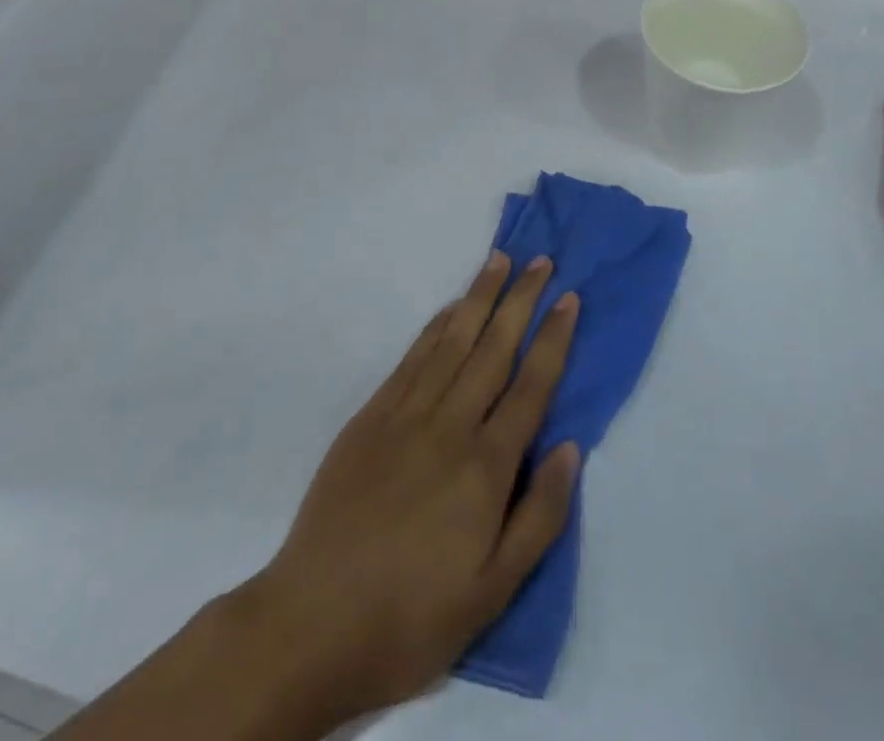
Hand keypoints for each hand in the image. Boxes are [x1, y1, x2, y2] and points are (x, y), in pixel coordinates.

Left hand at [245, 252, 580, 727]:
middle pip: (494, 348)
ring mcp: (406, 414)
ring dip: (479, 297)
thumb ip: (539, 516)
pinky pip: (413, 358)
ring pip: (453, 340)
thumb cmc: (413, 615)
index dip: (553, 338)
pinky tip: (450, 309)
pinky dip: (436, 326)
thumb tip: (570, 448)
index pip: (531, 385)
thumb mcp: (494, 591)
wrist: (313, 622)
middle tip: (542, 261)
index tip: (569, 298)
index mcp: (486, 466)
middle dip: (521, 300)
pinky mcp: (371, 416)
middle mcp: (450, 425)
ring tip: (500, 262)